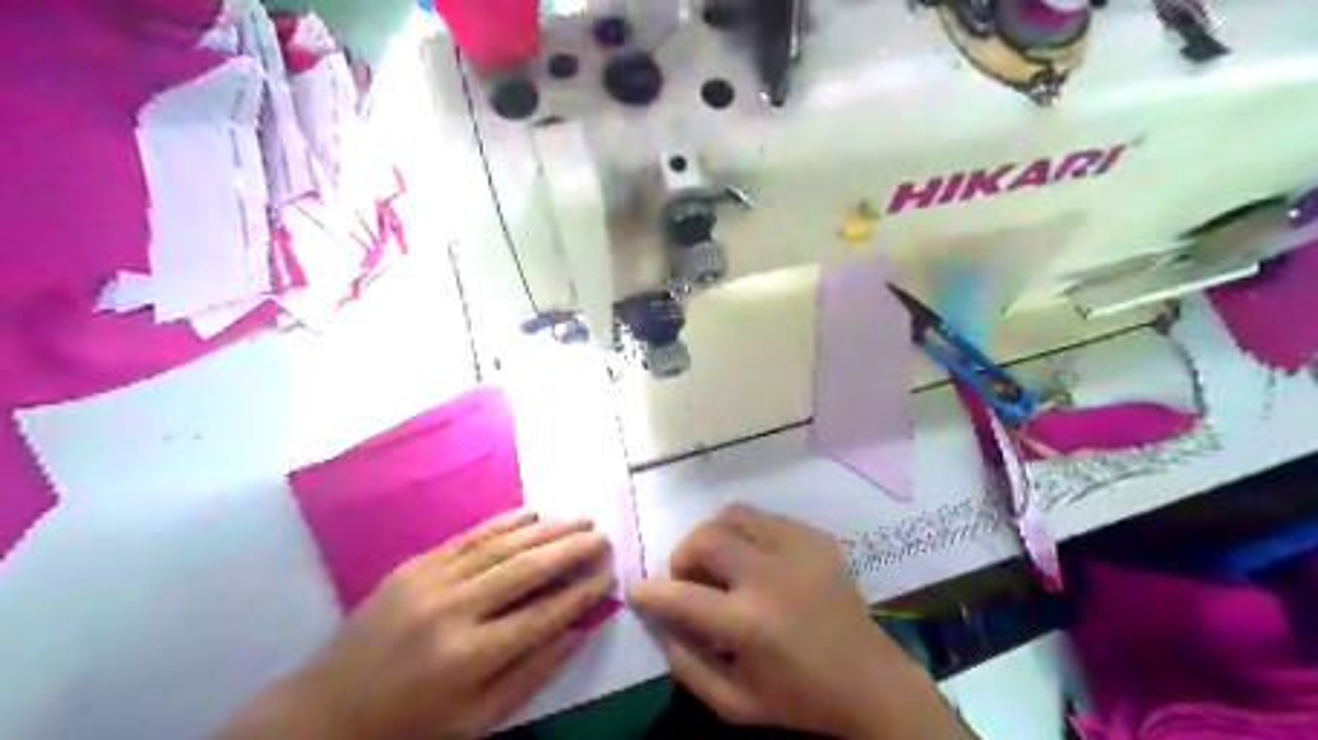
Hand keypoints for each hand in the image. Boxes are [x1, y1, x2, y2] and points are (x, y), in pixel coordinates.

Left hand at [220, 511, 617, 739]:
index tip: (610, 575)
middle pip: (527, 569)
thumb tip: (578, 631)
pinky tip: (533, 513)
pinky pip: (471, 535)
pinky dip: (506, 521)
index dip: (582, 592)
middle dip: (573, 549)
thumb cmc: (409, 725)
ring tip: (581, 519)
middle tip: (603, 536)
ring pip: (503, 544)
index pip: (544, 614)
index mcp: (470, 658)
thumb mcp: (475, 723)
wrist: (325, 712)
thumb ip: (531, 676)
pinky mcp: (416, 564)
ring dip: (547, 528)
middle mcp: (454, 610)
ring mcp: (431, 580)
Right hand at [628, 505, 965, 737]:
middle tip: (689, 577)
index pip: (682, 595)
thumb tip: (655, 619)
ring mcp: (798, 549)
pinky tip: (756, 560)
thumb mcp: (734, 702)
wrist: (869, 681)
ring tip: (721, 562)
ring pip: (734, 514)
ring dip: (714, 536)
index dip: (651, 591)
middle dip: (683, 554)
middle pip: (706, 538)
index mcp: (749, 623)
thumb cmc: (798, 698)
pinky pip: (765, 518)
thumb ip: (685, 663)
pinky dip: (746, 534)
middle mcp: (771, 576)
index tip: (637, 589)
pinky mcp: (816, 537)